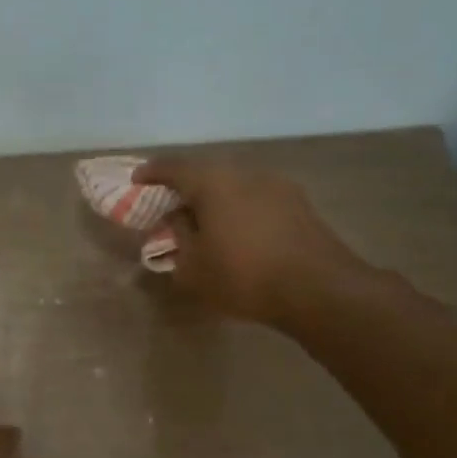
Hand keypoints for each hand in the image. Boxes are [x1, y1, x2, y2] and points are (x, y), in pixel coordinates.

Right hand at [134, 157, 372, 326]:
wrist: (318, 290)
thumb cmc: (243, 275)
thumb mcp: (193, 267)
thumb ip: (179, 238)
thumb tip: (180, 220)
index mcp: (214, 182)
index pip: (174, 167)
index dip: (152, 173)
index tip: (137, 179)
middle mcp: (246, 174)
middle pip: (207, 173)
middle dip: (186, 188)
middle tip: (171, 206)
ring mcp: (278, 186)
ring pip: (235, 186)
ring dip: (217, 200)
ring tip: (206, 223)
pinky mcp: (300, 205)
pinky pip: (257, 200)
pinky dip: (240, 211)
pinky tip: (238, 234)